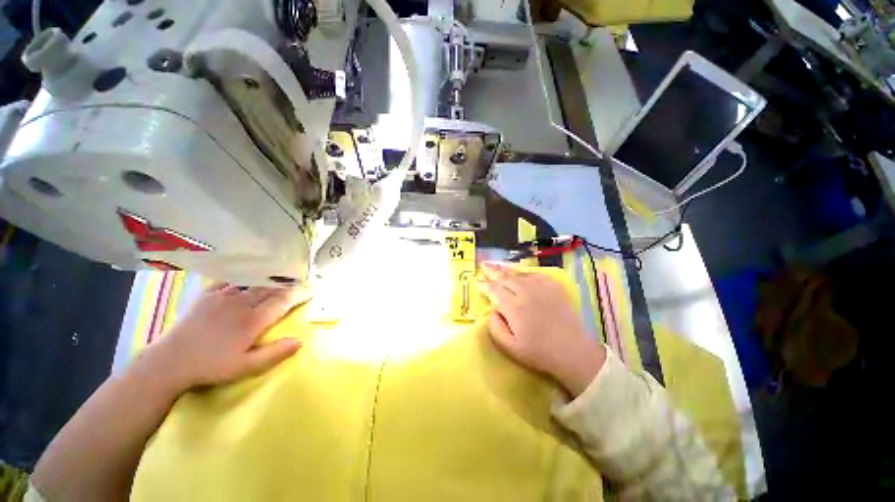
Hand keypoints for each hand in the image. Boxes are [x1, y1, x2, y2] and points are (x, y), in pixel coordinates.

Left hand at [136, 283, 309, 394]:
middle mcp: (241, 304)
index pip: (282, 302)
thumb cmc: (211, 366)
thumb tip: (300, 341)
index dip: (298, 295)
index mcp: (252, 321)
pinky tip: (249, 279)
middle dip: (288, 285)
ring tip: (281, 277)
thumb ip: (274, 354)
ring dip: (270, 280)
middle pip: (270, 289)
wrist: (170, 362)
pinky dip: (245, 278)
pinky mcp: (208, 295)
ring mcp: (223, 297)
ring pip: (254, 283)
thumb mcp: (245, 367)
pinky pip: (231, 281)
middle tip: (300, 282)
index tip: (310, 290)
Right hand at [478, 263, 605, 396]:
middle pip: (505, 277)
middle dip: (492, 271)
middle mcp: (526, 292)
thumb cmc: (539, 352)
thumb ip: (495, 328)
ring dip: (505, 269)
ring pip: (518, 274)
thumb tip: (492, 310)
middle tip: (483, 266)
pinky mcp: (554, 286)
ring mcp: (541, 287)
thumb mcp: (510, 348)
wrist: (573, 351)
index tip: (477, 282)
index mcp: (514, 308)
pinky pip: (534, 274)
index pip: (494, 290)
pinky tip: (519, 274)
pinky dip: (523, 273)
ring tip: (496, 266)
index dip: (484, 285)